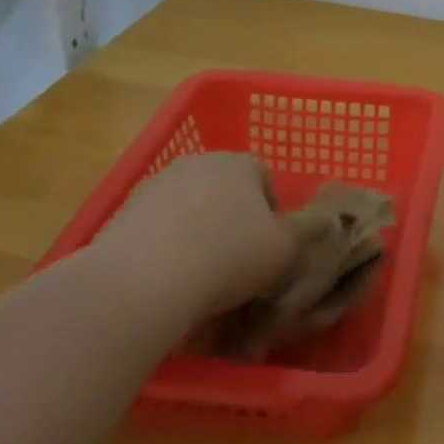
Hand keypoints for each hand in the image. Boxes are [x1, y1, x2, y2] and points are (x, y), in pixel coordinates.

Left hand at [92, 153, 295, 320]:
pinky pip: (157, 230)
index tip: (269, 247)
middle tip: (237, 262)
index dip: (272, 213)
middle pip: (225, 190)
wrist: (141, 281)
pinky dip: (165, 249)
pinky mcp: (122, 214)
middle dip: (232, 220)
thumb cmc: (229, 257)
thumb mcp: (286, 250)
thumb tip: (321, 223)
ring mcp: (155, 186)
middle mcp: (197, 163)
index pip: (265, 177)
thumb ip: (306, 233)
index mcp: (239, 162)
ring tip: (200, 278)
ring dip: (197, 234)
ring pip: (189, 209)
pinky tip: (167, 281)